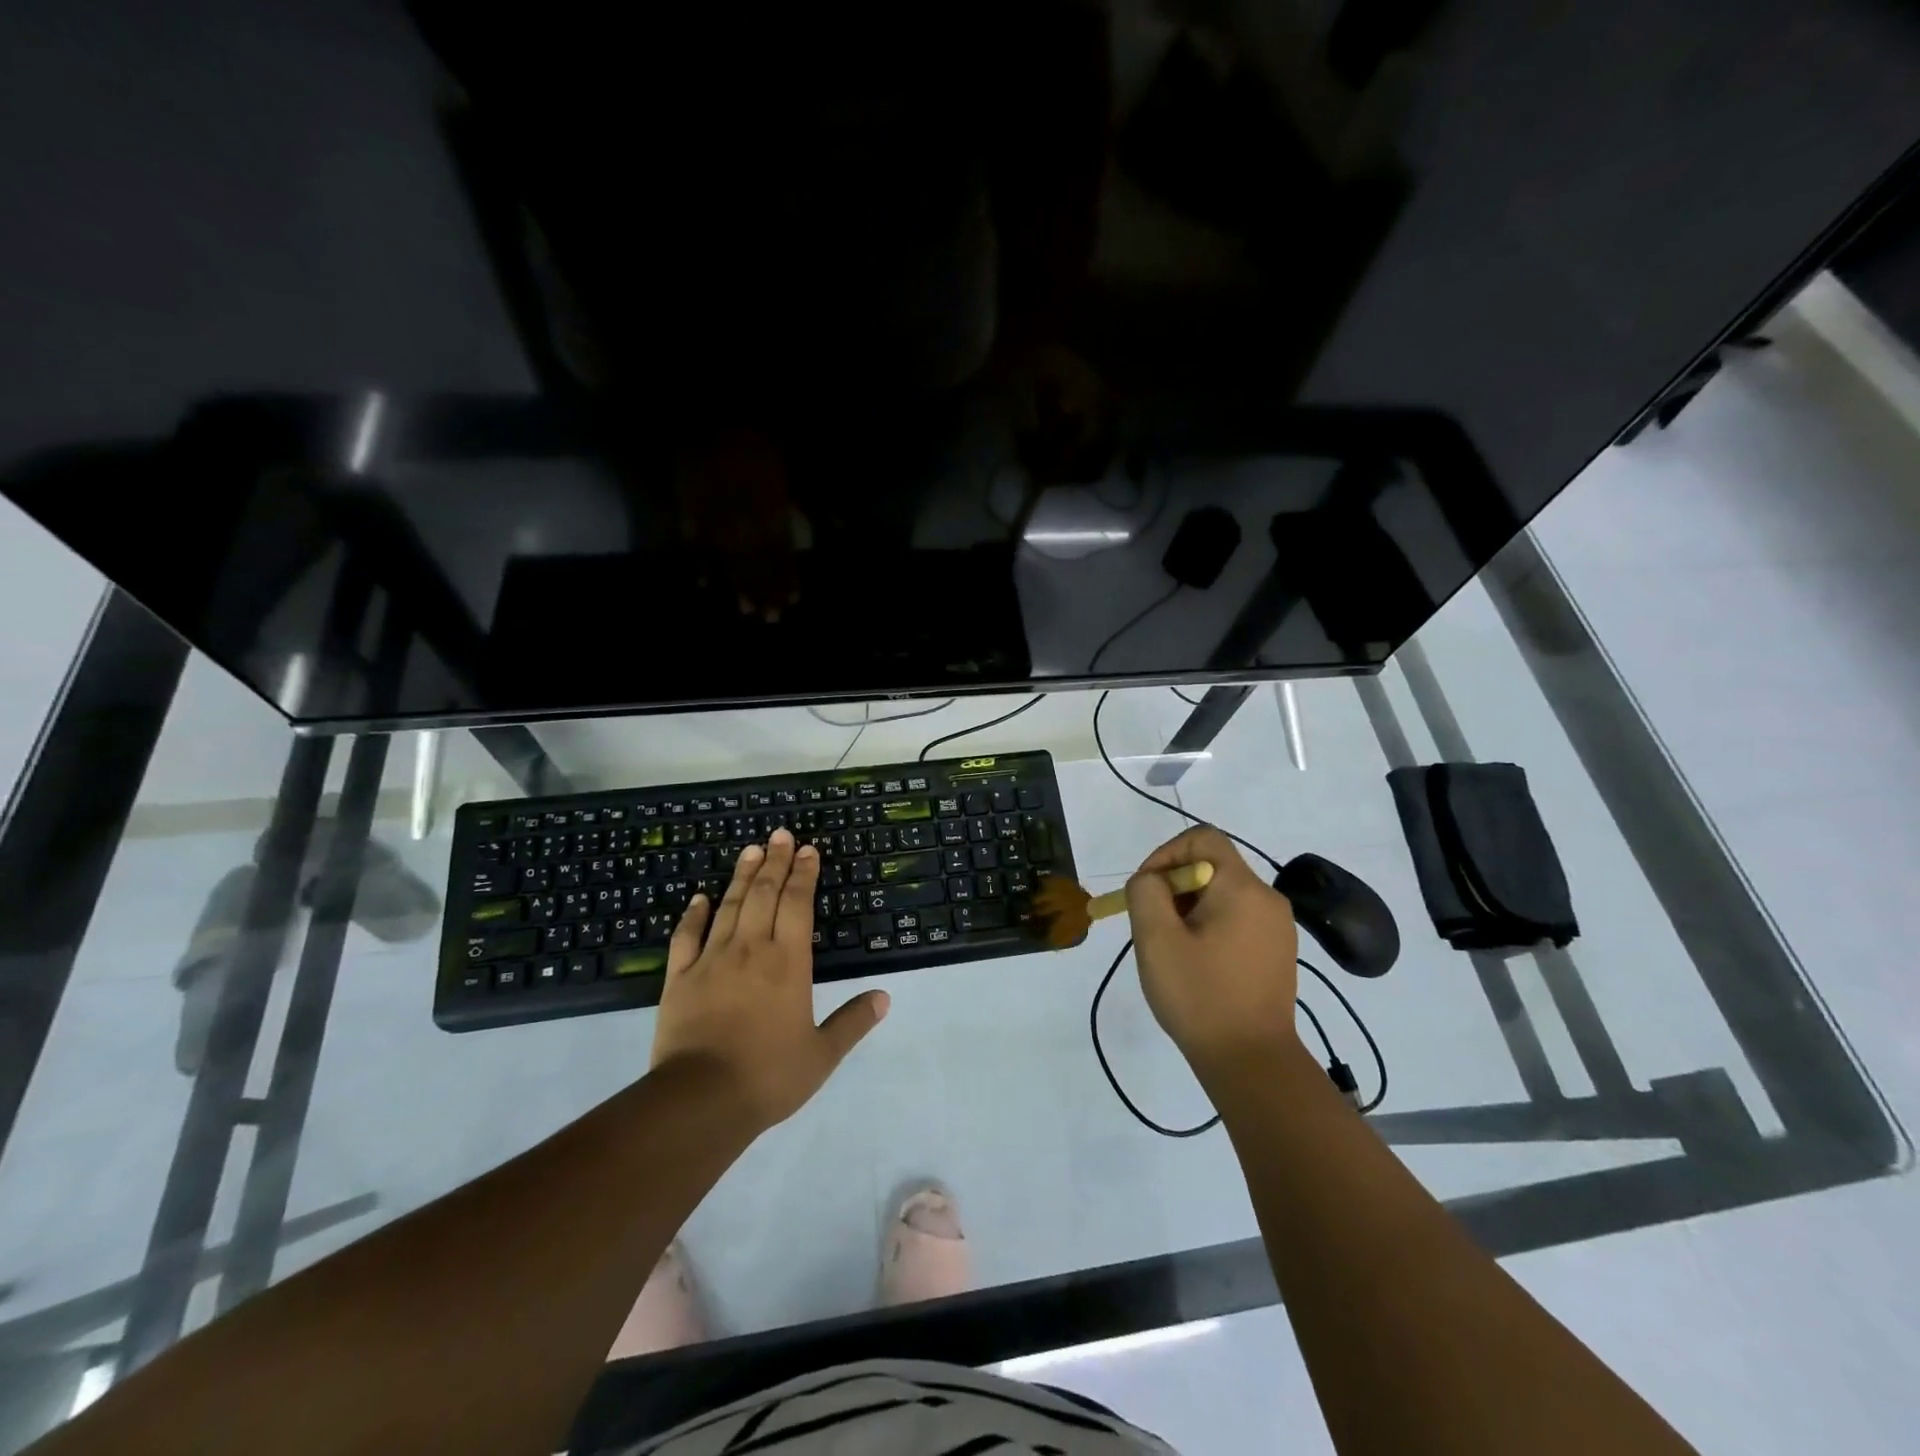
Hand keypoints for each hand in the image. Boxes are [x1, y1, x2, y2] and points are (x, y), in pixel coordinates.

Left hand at [650, 829, 888, 1128]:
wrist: (700, 1099)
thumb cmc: (769, 1075)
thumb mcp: (822, 1054)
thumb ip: (853, 1021)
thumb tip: (884, 997)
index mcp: (788, 962)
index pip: (798, 904)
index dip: (804, 874)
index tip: (808, 850)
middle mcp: (751, 949)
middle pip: (765, 894)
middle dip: (775, 862)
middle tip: (780, 835)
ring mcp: (711, 960)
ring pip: (729, 906)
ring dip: (742, 876)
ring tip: (750, 850)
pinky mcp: (680, 978)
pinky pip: (687, 936)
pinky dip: (694, 914)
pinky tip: (699, 897)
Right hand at [1124, 826, 1299, 1079]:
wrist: (1252, 1062)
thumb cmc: (1200, 996)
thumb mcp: (1156, 939)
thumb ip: (1145, 892)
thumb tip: (1151, 880)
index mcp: (1243, 888)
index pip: (1202, 838)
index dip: (1166, 854)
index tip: (1146, 889)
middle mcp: (1267, 899)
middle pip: (1211, 866)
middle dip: (1173, 887)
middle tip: (1152, 925)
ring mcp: (1278, 927)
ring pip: (1222, 894)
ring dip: (1188, 909)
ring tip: (1171, 948)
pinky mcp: (1278, 951)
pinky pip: (1236, 919)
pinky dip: (1209, 927)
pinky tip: (1196, 964)